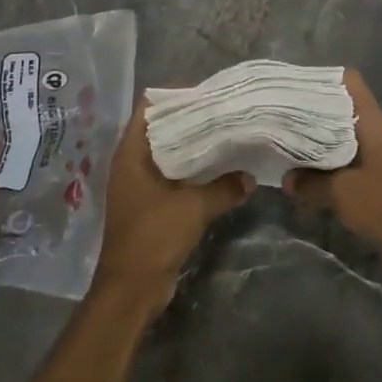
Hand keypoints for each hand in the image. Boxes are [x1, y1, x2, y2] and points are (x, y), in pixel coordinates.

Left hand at [94, 100, 252, 308]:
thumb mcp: (194, 207)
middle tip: (224, 112)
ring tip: (226, 135)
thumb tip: (250, 176)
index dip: (175, 97)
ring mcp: (138, 186)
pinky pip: (172, 177)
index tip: (206, 93)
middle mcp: (130, 164)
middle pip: (160, 129)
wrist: (132, 288)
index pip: (149, 108)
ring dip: (192, 147)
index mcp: (130, 154)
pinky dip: (191, 171)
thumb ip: (224, 188)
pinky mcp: (149, 205)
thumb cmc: (154, 236)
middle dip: (189, 121)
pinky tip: (219, 170)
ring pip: (167, 154)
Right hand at [284, 69, 381, 257]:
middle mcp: (381, 132)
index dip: (324, 80)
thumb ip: (310, 183)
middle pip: (347, 108)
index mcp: (374, 124)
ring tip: (295, 142)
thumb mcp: (341, 193)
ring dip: (325, 138)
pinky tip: (316, 171)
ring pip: (350, 134)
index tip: (297, 88)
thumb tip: (287, 178)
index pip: (351, 83)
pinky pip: (356, 156)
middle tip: (287, 117)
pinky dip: (336, 159)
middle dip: (318, 112)